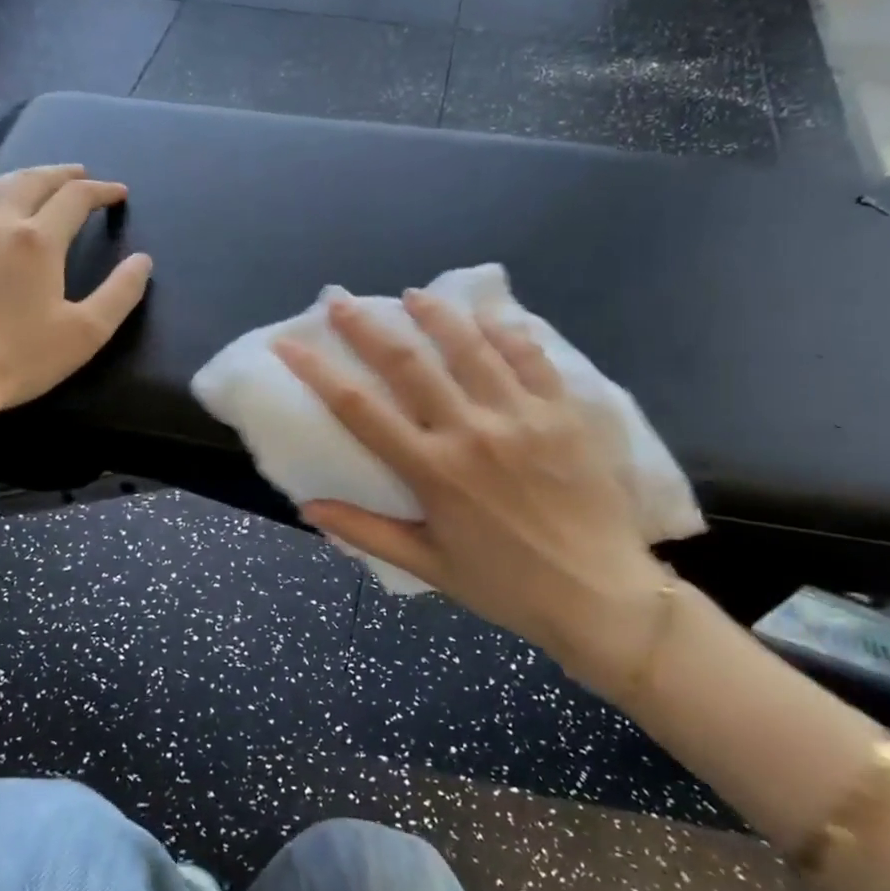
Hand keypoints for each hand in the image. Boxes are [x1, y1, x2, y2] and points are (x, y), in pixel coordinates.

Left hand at [0, 165, 152, 456]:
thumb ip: (120, 293)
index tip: (119, 193)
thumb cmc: (20, 358)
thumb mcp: (85, 333)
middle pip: (33, 180)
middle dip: (63, 173)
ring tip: (42, 181)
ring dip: (26, 176)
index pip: (75, 198)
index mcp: (38, 239)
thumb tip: (142, 261)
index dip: (101, 191)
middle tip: (82, 175)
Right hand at [274, 291, 671, 694]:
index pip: (359, 409)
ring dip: (435, 314)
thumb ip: (366, 531)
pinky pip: (530, 356)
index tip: (289, 343)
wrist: (600, 595)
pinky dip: (505, 330)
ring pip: (470, 346)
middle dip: (366, 326)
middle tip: (340, 300)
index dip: (317, 371)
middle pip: (408, 363)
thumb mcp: (429, 566)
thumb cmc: (507, 586)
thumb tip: (308, 508)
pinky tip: (488, 315)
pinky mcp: (564, 412)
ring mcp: (521, 415)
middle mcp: (471, 431)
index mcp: (433, 471)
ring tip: (412, 295)